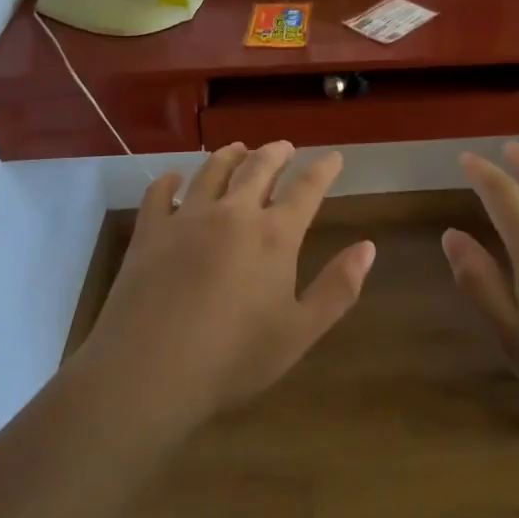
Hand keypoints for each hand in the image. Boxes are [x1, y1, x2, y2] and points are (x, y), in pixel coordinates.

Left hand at [76, 141, 374, 435]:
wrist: (150, 371)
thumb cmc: (234, 358)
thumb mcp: (300, 332)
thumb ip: (338, 288)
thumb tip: (368, 246)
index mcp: (274, 235)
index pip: (306, 189)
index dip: (323, 169)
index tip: (333, 157)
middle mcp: (233, 212)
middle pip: (258, 167)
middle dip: (276, 152)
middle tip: (284, 146)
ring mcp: (187, 217)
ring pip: (212, 170)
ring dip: (230, 155)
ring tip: (238, 149)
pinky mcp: (150, 230)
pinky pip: (160, 192)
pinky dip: (170, 180)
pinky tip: (174, 178)